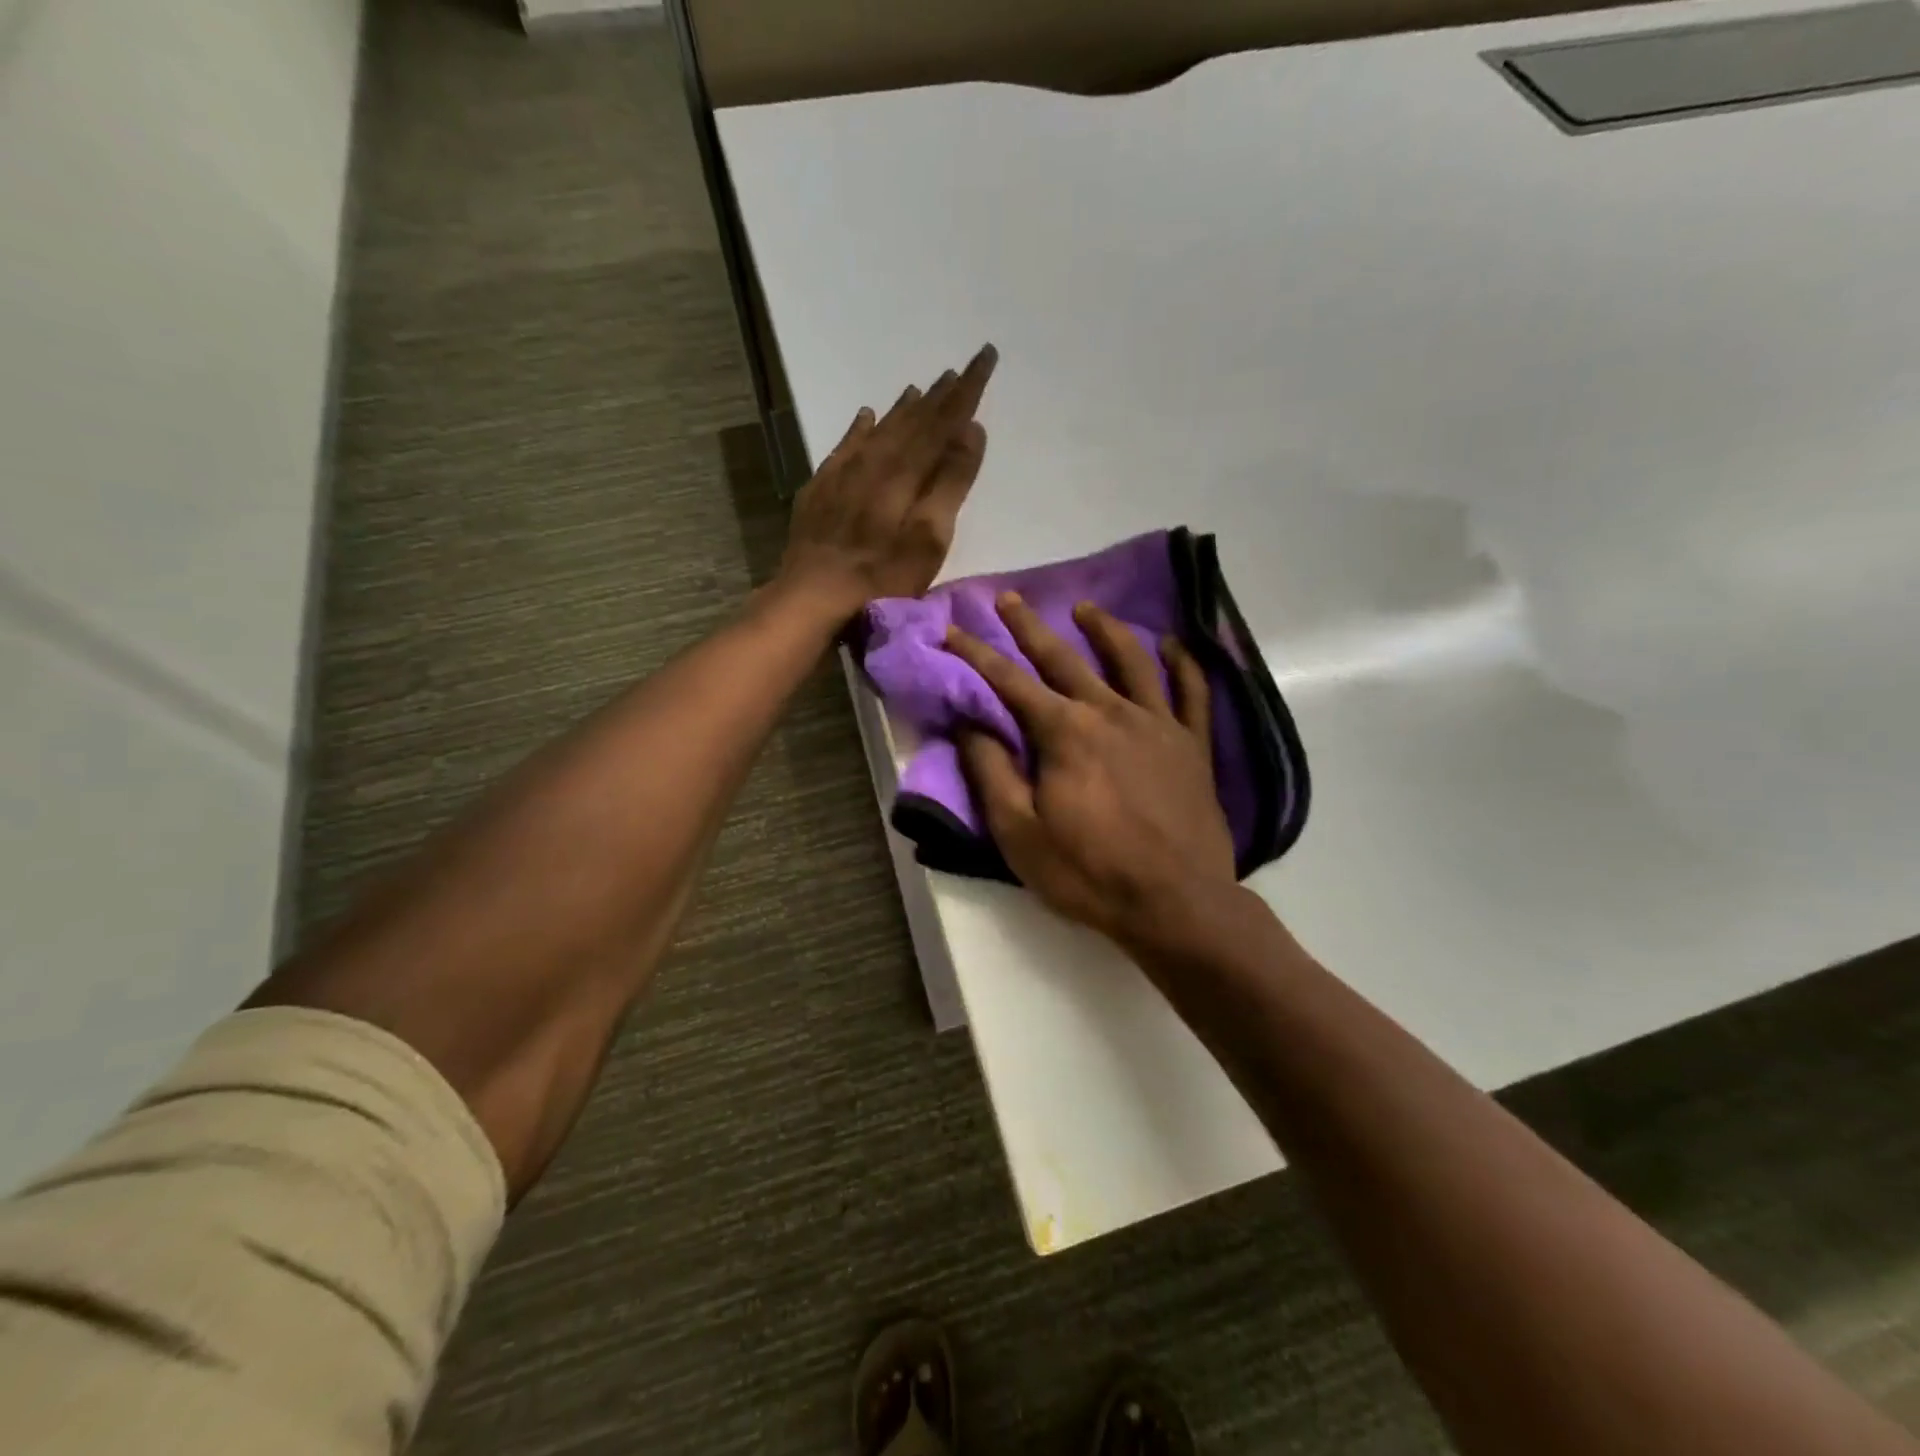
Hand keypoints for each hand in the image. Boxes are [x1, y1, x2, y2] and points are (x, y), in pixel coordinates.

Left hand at [778, 344, 997, 620]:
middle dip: (940, 395)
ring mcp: (842, 474)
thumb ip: (950, 483)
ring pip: (880, 429)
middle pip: (912, 420)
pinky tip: (865, 416)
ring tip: (922, 388)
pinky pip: (845, 445)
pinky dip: (860, 428)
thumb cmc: (882, 577)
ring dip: (904, 409)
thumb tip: (971, 429)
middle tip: (960, 370)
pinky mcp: (821, 490)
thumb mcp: (928, 538)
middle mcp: (873, 461)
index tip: (985, 356)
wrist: (812, 596)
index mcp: (904, 471)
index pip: (942, 421)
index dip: (967, 391)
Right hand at [944, 593, 1238, 945]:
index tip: (952, 628)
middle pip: (1063, 658)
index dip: (976, 654)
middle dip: (1029, 627)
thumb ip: (991, 771)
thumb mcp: (1019, 832)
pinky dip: (1183, 663)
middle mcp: (1110, 712)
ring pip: (1129, 660)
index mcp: (1064, 732)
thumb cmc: (1089, 872)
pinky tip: (1172, 645)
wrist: (1176, 904)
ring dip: (1103, 629)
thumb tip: (970, 721)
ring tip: (1085, 608)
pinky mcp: (1193, 744)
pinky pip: (1191, 692)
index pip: (1009, 682)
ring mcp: (1158, 724)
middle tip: (1008, 598)